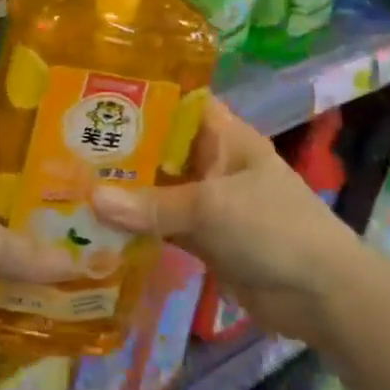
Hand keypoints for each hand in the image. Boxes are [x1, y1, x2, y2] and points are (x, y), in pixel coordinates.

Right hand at [90, 95, 356, 339]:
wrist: (323, 297)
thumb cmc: (273, 227)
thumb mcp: (211, 207)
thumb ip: (153, 205)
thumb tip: (91, 198)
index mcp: (223, 135)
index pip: (178, 101)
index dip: (141, 94)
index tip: (94, 92)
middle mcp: (212, 160)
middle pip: (161, 146)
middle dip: (122, 146)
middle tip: (66, 141)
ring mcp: (207, 200)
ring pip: (158, 188)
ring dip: (124, 189)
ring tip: (69, 180)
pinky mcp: (203, 238)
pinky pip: (162, 225)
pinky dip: (136, 226)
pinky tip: (95, 224)